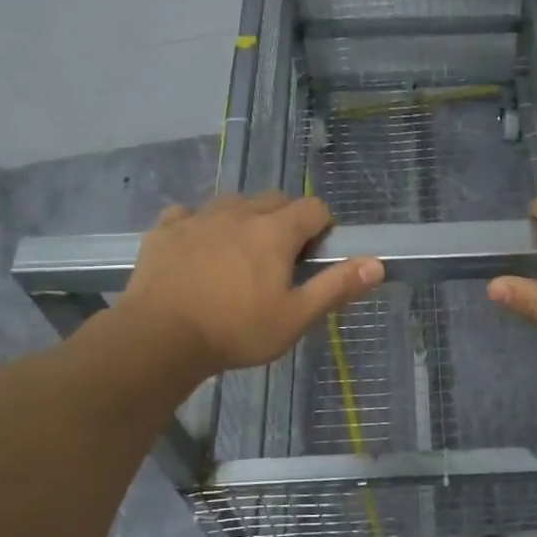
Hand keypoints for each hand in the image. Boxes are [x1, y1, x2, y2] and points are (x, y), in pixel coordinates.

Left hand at [115, 193, 382, 379]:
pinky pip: (188, 214)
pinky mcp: (165, 230)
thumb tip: (377, 264)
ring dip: (245, 218)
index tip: (317, 253)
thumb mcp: (295, 317)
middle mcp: (239, 213)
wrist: (160, 337)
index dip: (323, 226)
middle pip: (274, 199)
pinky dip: (200, 224)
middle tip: (282, 258)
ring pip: (232, 202)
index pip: (313, 208)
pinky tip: (198, 248)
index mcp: (275, 231)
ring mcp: (198, 218)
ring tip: (241, 252)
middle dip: (286, 219)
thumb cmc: (236, 330)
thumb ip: (336, 287)